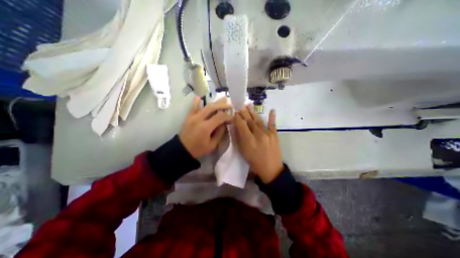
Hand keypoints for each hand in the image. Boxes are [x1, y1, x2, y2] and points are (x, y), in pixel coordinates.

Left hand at [178, 97, 231, 157]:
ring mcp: (193, 116)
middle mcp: (199, 119)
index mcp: (206, 127)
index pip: (220, 117)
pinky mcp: (189, 116)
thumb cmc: (198, 149)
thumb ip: (219, 133)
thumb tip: (224, 123)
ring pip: (205, 106)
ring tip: (223, 99)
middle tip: (230, 105)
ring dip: (215, 102)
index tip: (233, 115)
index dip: (227, 115)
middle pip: (213, 108)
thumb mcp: (212, 145)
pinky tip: (201, 97)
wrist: (182, 150)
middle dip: (223, 105)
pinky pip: (193, 106)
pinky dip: (197, 101)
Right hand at [234, 106, 284, 182]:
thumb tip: (236, 126)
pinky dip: (272, 117)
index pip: (241, 125)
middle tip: (240, 106)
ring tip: (248, 105)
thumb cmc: (254, 161)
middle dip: (244, 113)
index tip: (234, 112)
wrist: (271, 169)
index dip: (237, 117)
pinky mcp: (275, 135)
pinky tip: (272, 110)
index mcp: (249, 140)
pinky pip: (272, 124)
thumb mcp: (243, 151)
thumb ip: (239, 138)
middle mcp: (258, 135)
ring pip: (258, 120)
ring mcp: (268, 134)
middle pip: (249, 121)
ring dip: (253, 112)